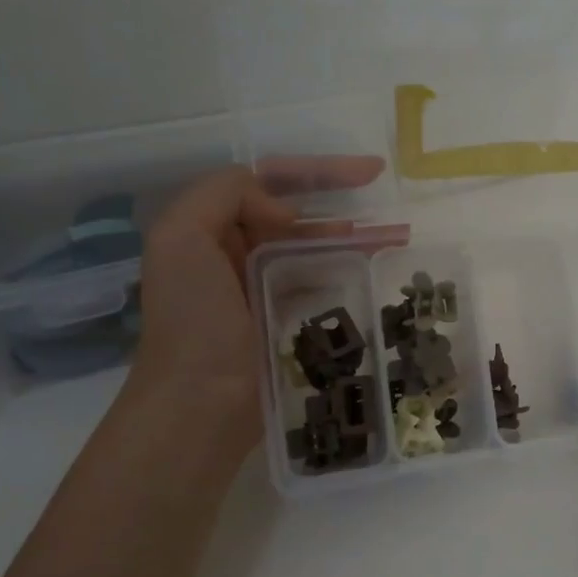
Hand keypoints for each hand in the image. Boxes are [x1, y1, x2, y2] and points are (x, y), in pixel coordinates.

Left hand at [129, 156, 384, 446]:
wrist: (197, 405)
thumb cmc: (192, 321)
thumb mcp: (181, 238)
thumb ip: (225, 195)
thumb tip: (287, 214)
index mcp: (209, 228)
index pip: (269, 181)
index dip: (319, 171)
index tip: (371, 173)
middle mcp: (234, 253)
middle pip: (297, 213)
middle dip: (343, 204)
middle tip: (391, 210)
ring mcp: (260, 289)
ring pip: (313, 248)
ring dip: (352, 239)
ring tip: (396, 241)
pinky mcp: (284, 322)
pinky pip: (319, 284)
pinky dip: (345, 273)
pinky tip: (374, 274)